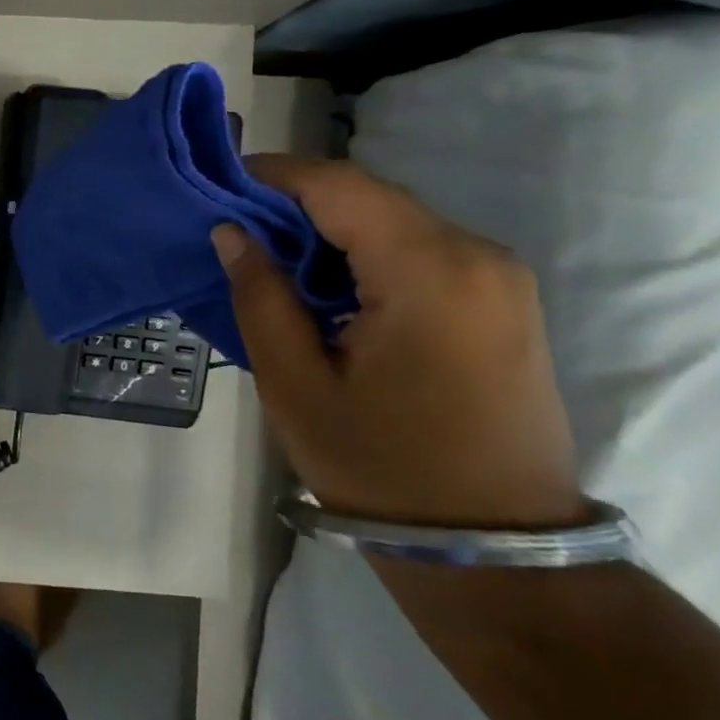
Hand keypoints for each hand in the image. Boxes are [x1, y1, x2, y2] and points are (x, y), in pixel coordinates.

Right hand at [215, 155, 584, 529]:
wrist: (492, 545)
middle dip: (295, 204)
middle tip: (231, 227)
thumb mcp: (295, 383)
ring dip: (326, 231)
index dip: (273, 174)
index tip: (217, 183)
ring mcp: (499, 277)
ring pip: (393, 222)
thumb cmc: (380, 467)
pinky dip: (362, 254)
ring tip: (266, 259)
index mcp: (430, 271)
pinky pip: (419, 251)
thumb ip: (260, 295)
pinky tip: (322, 286)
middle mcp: (477, 256)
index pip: (340, 187)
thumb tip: (232, 232)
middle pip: (370, 198)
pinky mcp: (501, 301)